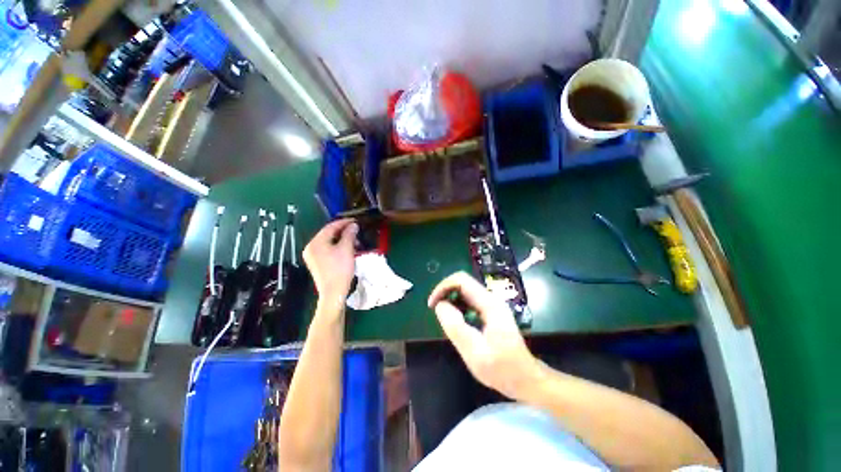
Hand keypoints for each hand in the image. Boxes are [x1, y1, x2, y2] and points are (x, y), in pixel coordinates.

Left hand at [304, 219, 357, 306]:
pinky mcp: (316, 263)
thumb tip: (353, 225)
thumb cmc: (340, 269)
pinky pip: (326, 249)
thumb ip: (349, 234)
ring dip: (341, 239)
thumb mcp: (347, 249)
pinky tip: (346, 249)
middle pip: (328, 234)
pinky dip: (337, 247)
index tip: (355, 220)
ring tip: (354, 241)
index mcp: (316, 242)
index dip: (344, 222)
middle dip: (343, 231)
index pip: (330, 227)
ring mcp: (312, 256)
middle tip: (356, 231)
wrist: (333, 292)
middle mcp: (311, 247)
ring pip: (328, 242)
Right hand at [428, 272, 539, 398]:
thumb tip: (440, 305)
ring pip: (465, 292)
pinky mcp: (489, 313)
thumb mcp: (475, 352)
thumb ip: (456, 327)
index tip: (432, 304)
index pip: (461, 280)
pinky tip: (455, 323)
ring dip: (450, 300)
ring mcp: (491, 305)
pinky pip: (469, 302)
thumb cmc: (502, 369)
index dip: (443, 287)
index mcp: (489, 304)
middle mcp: (490, 299)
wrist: (526, 379)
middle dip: (445, 293)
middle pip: (462, 283)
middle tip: (435, 312)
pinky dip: (457, 308)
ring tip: (444, 319)